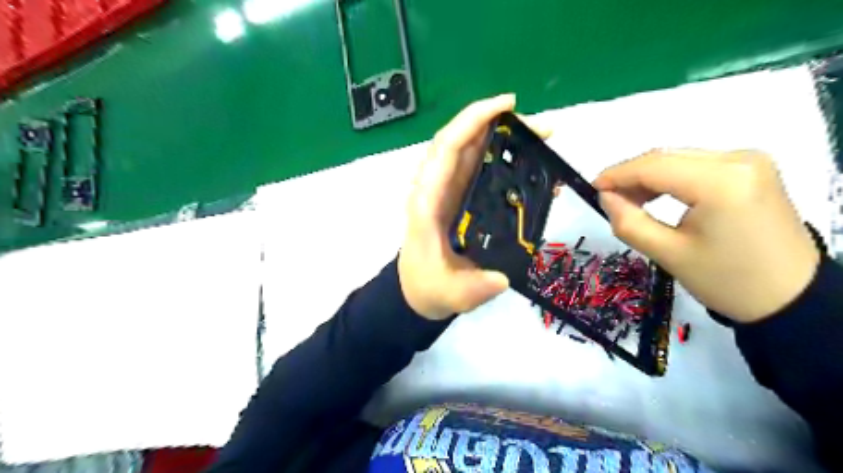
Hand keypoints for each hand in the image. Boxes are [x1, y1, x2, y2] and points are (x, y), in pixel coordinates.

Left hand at [400, 94, 549, 318]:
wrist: (417, 289)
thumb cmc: (428, 286)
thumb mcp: (451, 294)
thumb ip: (474, 288)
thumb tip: (501, 277)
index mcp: (427, 202)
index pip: (447, 148)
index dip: (474, 120)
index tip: (509, 105)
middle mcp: (434, 187)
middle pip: (461, 140)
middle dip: (498, 124)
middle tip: (541, 129)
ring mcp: (446, 190)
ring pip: (469, 149)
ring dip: (502, 136)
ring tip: (540, 138)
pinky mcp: (456, 196)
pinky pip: (475, 166)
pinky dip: (499, 156)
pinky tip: (525, 161)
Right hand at [595, 150, 819, 322]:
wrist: (790, 297)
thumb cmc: (726, 281)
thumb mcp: (668, 254)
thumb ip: (629, 222)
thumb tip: (606, 197)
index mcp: (721, 182)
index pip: (654, 166)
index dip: (617, 174)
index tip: (592, 188)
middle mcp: (738, 159)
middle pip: (666, 157)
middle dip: (631, 175)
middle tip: (609, 199)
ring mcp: (749, 161)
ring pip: (679, 158)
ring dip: (649, 176)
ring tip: (631, 202)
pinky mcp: (752, 169)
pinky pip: (696, 164)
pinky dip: (670, 177)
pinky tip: (658, 196)